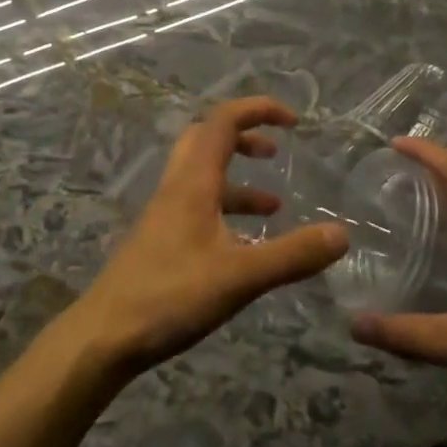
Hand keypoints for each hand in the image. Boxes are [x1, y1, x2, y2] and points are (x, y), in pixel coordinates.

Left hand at [73, 97, 348, 374]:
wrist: (104, 336)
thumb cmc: (170, 296)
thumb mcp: (240, 277)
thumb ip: (291, 255)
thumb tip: (341, 234)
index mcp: (194, 181)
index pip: (224, 120)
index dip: (258, 110)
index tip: (293, 122)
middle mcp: (177, 188)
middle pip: (208, 140)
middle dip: (245, 137)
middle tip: (275, 152)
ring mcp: (165, 214)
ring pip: (204, 177)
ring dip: (239, 181)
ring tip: (274, 206)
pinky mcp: (161, 241)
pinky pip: (199, 208)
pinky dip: (226, 212)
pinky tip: (246, 246)